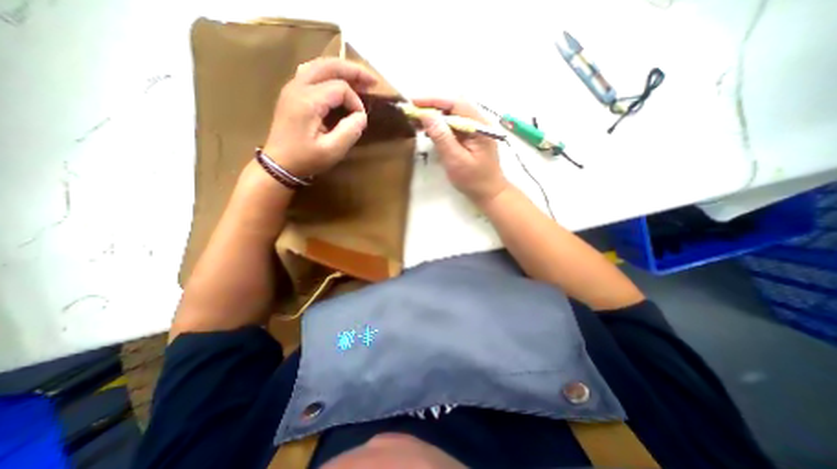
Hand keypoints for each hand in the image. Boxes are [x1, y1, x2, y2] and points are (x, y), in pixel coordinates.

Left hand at [262, 56, 376, 176]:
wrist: (279, 164)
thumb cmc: (306, 159)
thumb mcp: (332, 151)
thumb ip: (350, 131)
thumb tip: (361, 116)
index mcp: (308, 100)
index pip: (340, 88)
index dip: (356, 102)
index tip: (360, 120)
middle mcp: (298, 86)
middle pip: (329, 65)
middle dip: (354, 71)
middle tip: (373, 81)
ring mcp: (292, 87)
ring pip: (319, 65)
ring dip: (342, 70)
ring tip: (359, 80)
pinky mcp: (292, 93)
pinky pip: (312, 73)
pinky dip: (330, 74)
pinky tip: (339, 83)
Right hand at [413, 97, 509, 204]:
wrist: (489, 193)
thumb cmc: (474, 180)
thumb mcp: (455, 160)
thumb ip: (442, 137)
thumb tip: (426, 115)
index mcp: (478, 125)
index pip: (455, 103)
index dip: (433, 101)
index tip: (413, 103)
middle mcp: (478, 123)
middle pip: (453, 107)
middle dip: (431, 108)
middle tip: (411, 113)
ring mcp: (474, 130)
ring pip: (451, 116)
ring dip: (434, 117)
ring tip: (415, 122)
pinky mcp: (469, 138)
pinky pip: (453, 127)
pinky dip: (439, 127)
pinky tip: (428, 131)